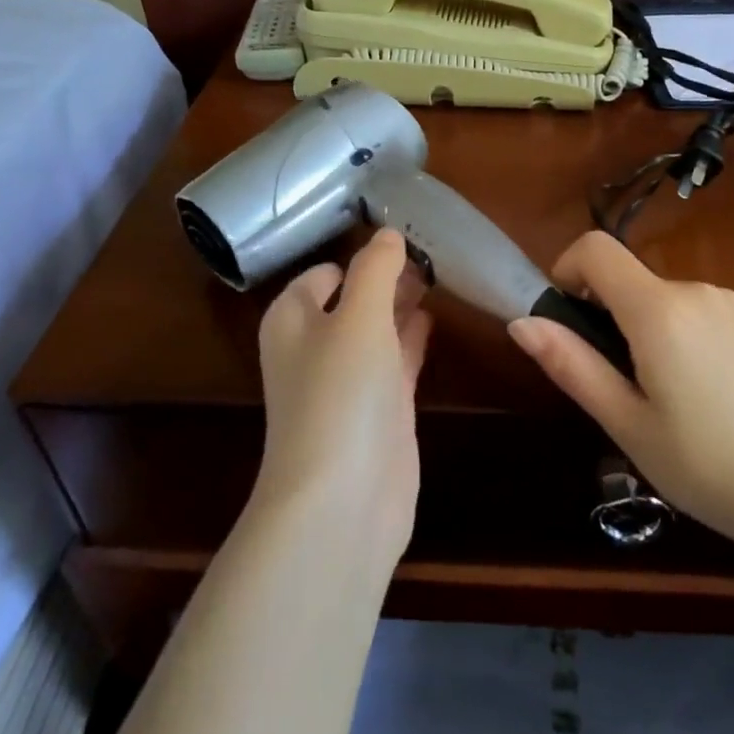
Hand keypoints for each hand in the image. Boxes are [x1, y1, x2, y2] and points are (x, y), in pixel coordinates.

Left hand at [253, 228, 432, 566]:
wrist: (343, 500)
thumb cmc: (340, 394)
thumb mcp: (358, 316)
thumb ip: (375, 269)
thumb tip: (388, 233)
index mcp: (293, 319)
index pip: (325, 272)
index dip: (362, 254)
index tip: (405, 233)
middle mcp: (315, 347)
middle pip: (352, 298)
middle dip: (386, 277)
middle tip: (432, 251)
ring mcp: (348, 382)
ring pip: (376, 328)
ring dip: (402, 304)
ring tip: (440, 274)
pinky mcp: (379, 411)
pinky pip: (396, 360)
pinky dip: (412, 338)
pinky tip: (435, 317)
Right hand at [508, 231, 733, 559]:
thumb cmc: (703, 465)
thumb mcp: (624, 421)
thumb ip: (571, 364)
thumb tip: (521, 322)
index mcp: (660, 310)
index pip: (596, 248)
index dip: (566, 270)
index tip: (565, 319)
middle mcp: (696, 290)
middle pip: (626, 276)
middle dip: (603, 313)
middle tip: (612, 381)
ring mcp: (729, 304)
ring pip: (658, 296)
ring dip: (638, 327)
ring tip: (656, 396)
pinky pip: (690, 310)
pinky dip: (672, 333)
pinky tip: (694, 392)